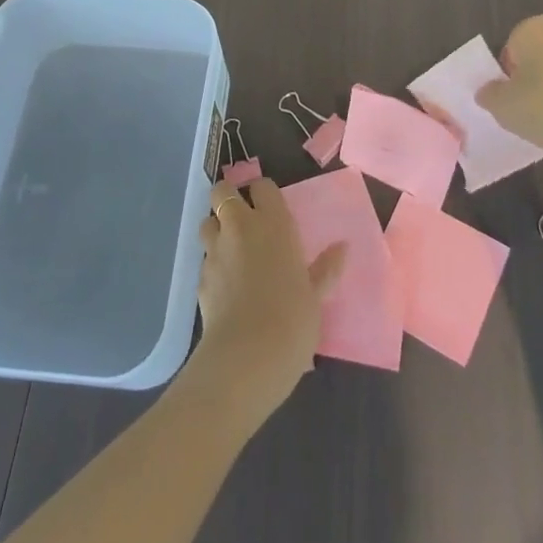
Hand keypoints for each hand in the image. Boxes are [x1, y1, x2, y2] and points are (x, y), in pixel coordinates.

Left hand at [190, 178, 344, 431]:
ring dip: (216, 229)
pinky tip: (224, 285)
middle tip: (243, 220)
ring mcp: (216, 250)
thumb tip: (342, 247)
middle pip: (223, 191)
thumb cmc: (293, 320)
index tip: (269, 208)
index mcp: (274, 224)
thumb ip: (325, 269)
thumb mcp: (316, 296)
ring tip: (230, 249)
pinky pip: (204, 259)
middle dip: (228, 198)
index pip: (262, 186)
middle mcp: (241, 227)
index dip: (263, 194)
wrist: (248, 356)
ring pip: (206, 221)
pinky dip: (212, 264)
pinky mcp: (200, 277)